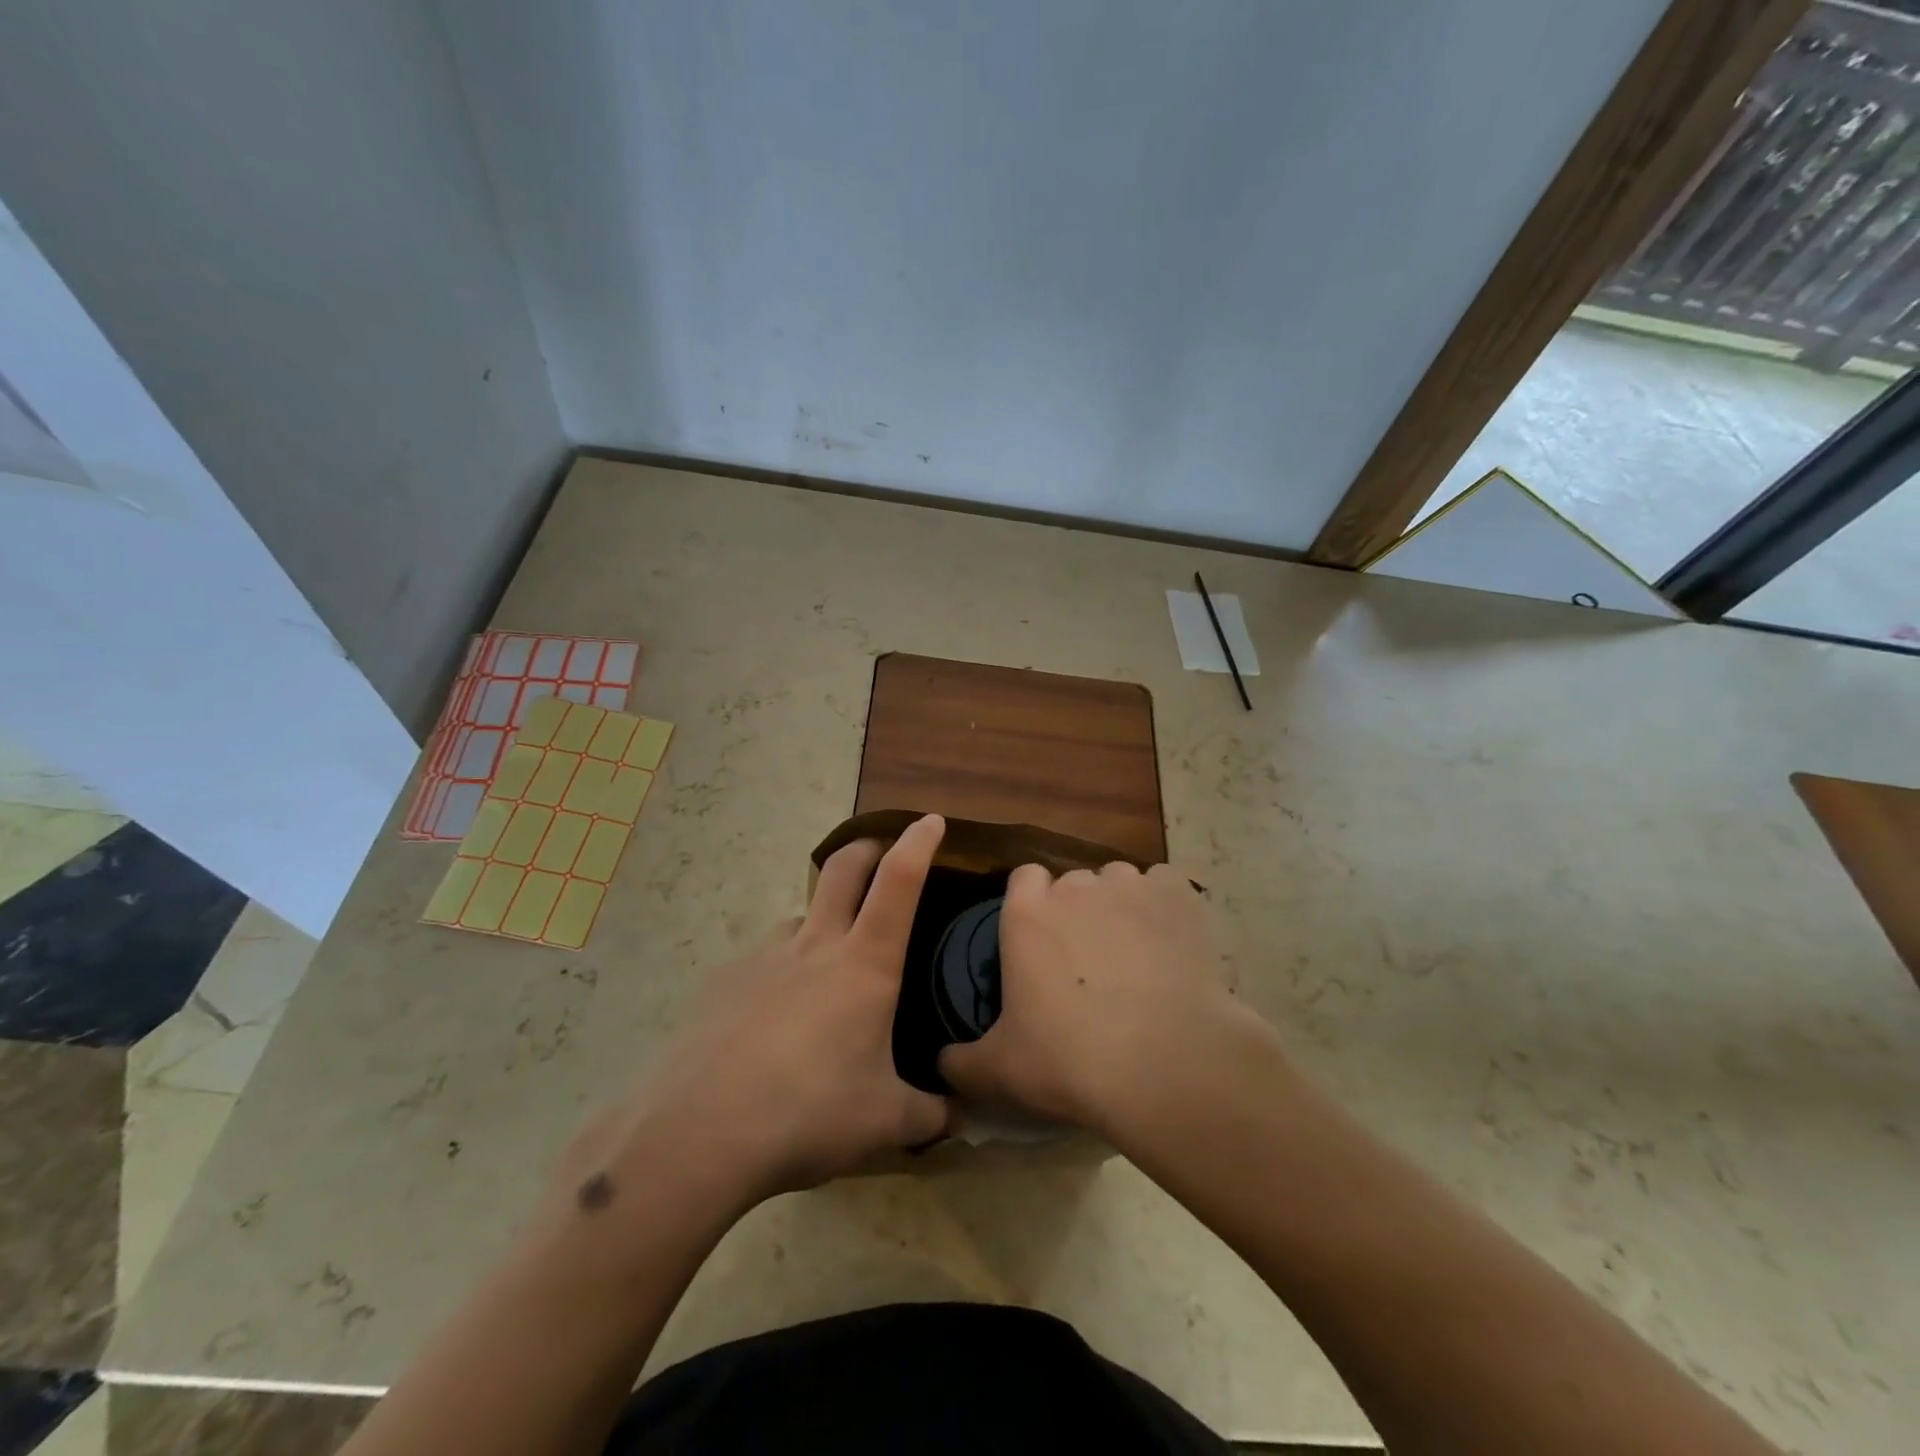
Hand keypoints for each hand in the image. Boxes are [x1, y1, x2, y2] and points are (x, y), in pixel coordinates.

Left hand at [562, 816, 949, 1213]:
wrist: (699, 1134)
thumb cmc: (809, 1114)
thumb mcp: (884, 1124)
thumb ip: (928, 1115)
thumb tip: (956, 1117)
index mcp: (865, 964)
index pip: (899, 882)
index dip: (918, 843)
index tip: (931, 820)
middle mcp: (815, 945)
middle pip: (843, 868)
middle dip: (867, 848)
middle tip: (880, 855)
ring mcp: (764, 958)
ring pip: (801, 916)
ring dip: (821, 922)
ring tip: (826, 971)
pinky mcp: (723, 980)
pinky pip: (764, 960)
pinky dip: (781, 972)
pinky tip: (773, 1023)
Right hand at [938, 860, 1261, 1139]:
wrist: (1164, 1064)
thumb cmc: (1071, 1061)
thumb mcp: (1000, 1071)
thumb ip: (961, 1062)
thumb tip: (941, 1063)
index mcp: (1027, 913)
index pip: (1023, 879)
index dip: (1032, 905)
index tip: (1041, 941)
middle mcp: (1075, 886)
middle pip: (1073, 882)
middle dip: (1078, 911)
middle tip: (1088, 961)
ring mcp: (1129, 886)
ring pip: (1119, 881)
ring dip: (1120, 906)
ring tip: (1134, 955)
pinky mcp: (1177, 895)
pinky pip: (1165, 885)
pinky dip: (1165, 906)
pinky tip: (1170, 943)